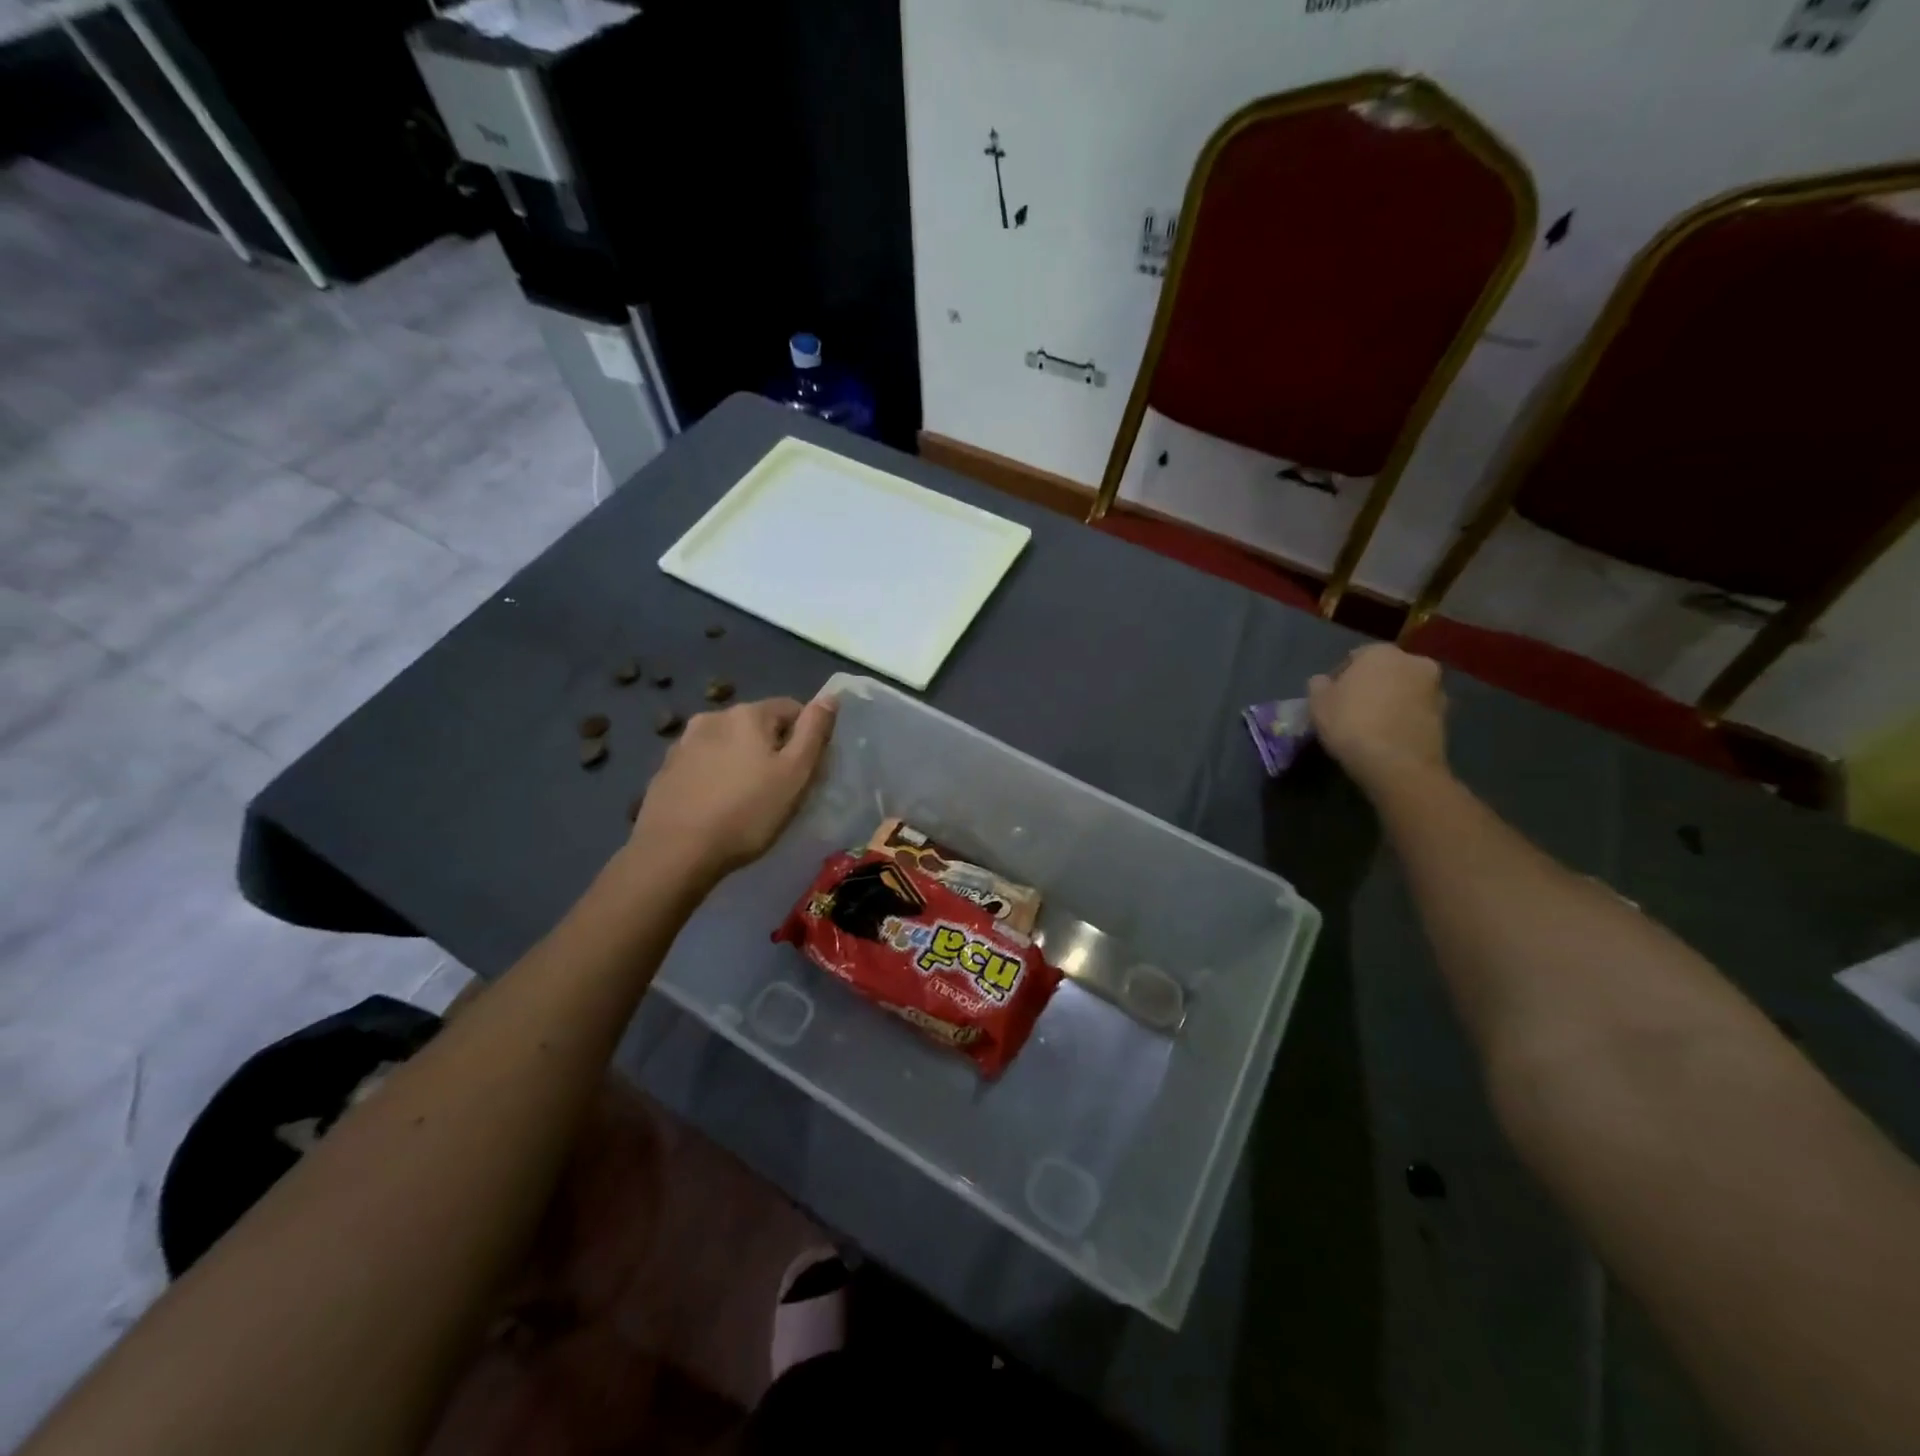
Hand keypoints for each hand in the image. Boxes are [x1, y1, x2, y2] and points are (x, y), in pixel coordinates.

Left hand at [630, 695, 835, 880]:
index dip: (805, 738)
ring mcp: (683, 743)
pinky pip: (703, 764)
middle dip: (771, 749)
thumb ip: (814, 732)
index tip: (805, 772)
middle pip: (757, 726)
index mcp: (748, 714)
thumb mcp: (795, 774)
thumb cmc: (747, 813)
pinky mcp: (665, 770)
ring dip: (740, 761)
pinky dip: (714, 777)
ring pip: (727, 744)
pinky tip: (715, 806)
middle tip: (778, 790)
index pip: (792, 709)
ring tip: (744, 800)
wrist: (675, 852)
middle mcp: (713, 717)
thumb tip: (830, 697)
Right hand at [1308, 644, 1448, 788]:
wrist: (1397, 764)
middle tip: (1353, 709)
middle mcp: (1414, 662)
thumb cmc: (1351, 724)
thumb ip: (1319, 685)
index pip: (1355, 657)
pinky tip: (1388, 737)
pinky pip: (1416, 711)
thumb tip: (1325, 682)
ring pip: (1404, 690)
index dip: (1340, 677)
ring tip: (1372, 725)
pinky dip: (1404, 718)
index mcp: (1381, 652)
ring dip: (1391, 701)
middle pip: (1385, 671)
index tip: (1331, 698)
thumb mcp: (1317, 703)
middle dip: (1372, 685)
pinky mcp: (1447, 715)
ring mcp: (1435, 688)